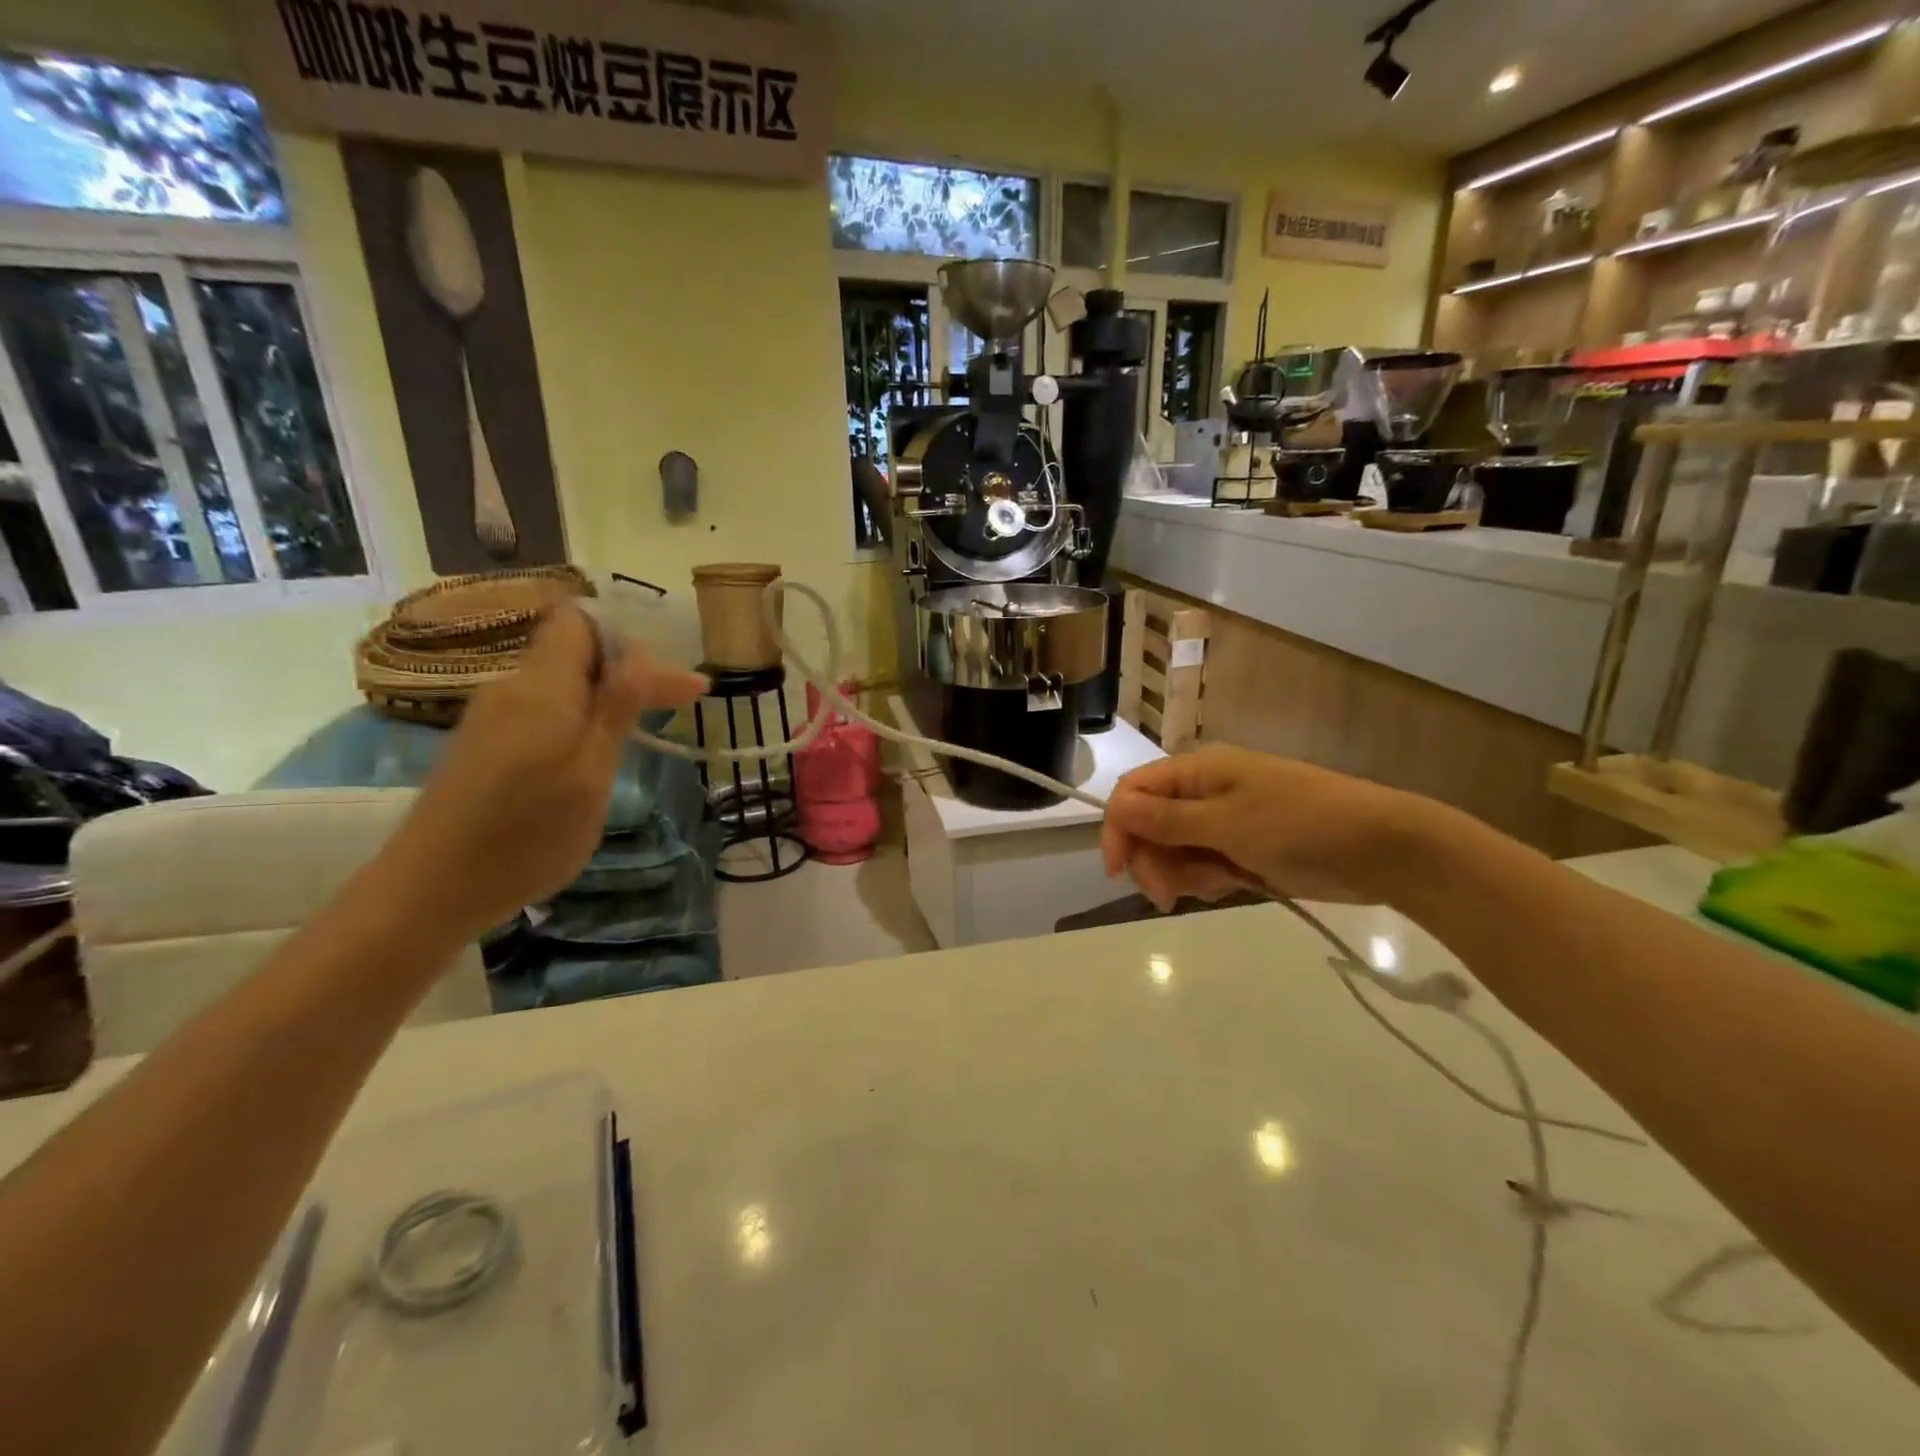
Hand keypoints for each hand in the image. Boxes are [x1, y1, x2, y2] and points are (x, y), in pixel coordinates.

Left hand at [381, 607, 707, 938]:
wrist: (431, 889)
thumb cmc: (527, 835)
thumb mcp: (591, 773)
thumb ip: (615, 709)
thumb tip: (641, 654)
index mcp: (541, 687)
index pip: (581, 622)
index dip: (630, 639)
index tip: (669, 679)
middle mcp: (512, 688)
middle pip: (576, 651)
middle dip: (632, 669)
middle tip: (684, 701)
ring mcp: (493, 716)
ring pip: (561, 682)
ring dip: (608, 695)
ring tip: (647, 726)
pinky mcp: (484, 743)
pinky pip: (543, 708)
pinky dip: (580, 717)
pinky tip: (597, 749)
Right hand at [1100, 745, 1419, 911]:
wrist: (1382, 851)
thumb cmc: (1302, 824)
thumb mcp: (1229, 822)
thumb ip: (1168, 819)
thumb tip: (1115, 805)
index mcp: (1198, 771)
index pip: (1133, 792)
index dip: (1118, 828)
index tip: (1120, 871)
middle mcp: (1203, 793)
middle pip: (1148, 826)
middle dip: (1152, 861)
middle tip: (1170, 896)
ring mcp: (1224, 823)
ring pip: (1172, 851)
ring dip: (1182, 874)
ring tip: (1219, 885)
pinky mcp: (1241, 850)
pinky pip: (1201, 866)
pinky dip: (1206, 881)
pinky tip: (1232, 886)